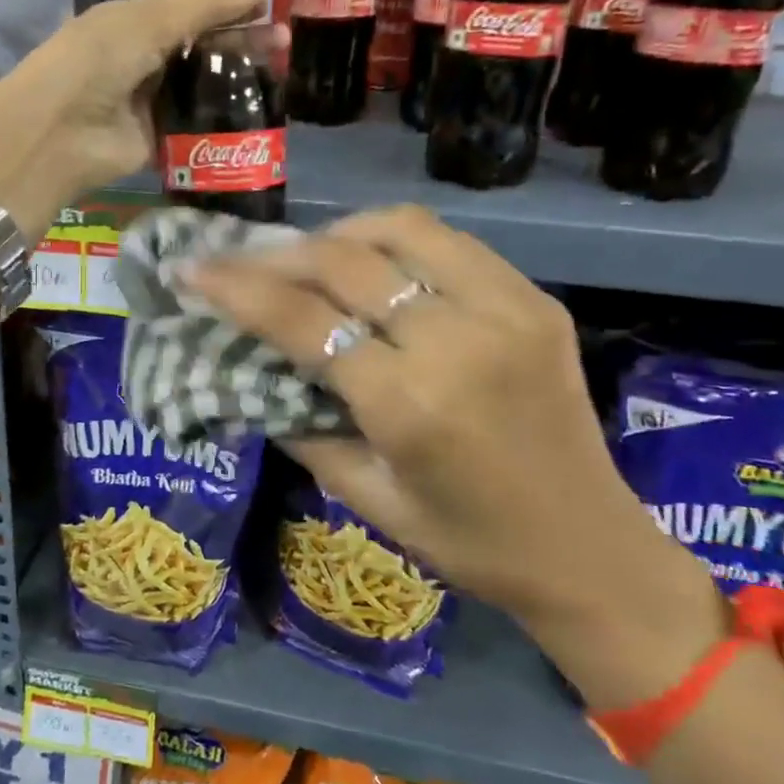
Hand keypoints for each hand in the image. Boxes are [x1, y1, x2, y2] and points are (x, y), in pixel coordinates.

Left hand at [0, 0, 267, 234]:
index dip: (232, 8)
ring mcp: (152, 103)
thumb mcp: (149, 20)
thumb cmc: (98, 61)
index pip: (194, 10)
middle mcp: (145, 60)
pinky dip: (223, 123)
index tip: (273, 9)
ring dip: (238, 85)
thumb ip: (203, 4)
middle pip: (203, 50)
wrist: (59, 133)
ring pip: (203, 89)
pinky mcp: (159, 142)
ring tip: (281, 80)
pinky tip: (259, 117)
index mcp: (137, 22)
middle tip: (286, 47)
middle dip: (243, 45)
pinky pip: (197, 128)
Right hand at [181, 205, 725, 709]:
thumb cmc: (467, 543)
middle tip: (236, 259)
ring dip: (336, 233)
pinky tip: (369, 262)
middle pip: (343, 262)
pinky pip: (448, 243)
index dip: (236, 288)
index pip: (303, 320)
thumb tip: (255, 368)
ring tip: (304, 256)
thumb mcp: (366, 500)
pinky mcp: (534, 299)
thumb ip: (303, 426)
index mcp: (410, 406)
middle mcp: (458, 342)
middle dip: (274, 255)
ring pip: (398, 231)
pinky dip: (392, 240)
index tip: (192, 268)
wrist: (591, 551)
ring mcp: (505, 310)